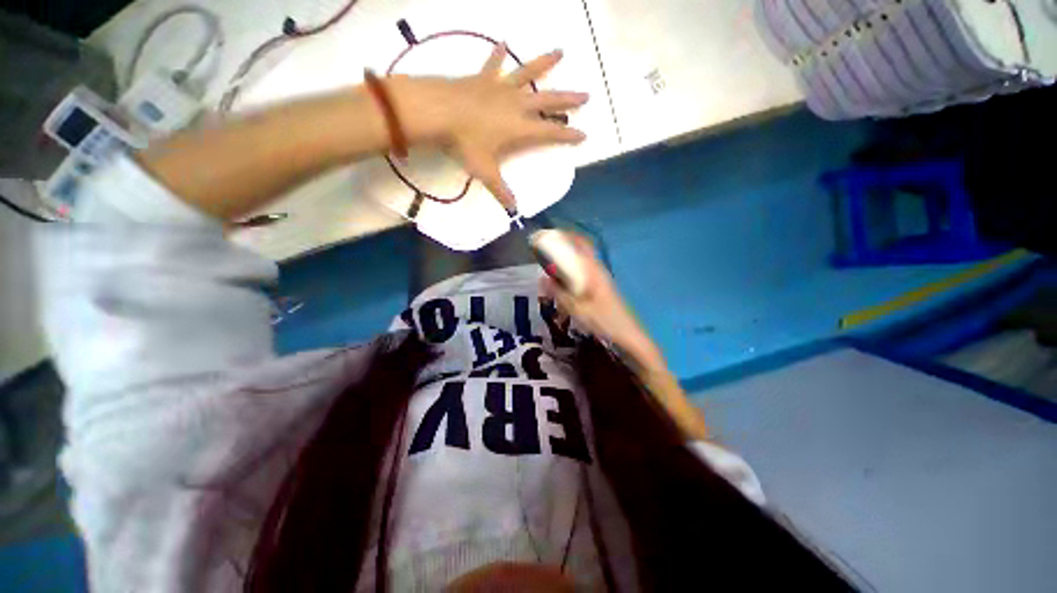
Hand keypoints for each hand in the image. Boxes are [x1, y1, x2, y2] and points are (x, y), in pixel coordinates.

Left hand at [387, 46, 588, 210]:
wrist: (439, 112)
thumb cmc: (466, 143)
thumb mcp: (485, 171)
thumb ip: (501, 191)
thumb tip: (513, 211)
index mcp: (520, 128)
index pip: (551, 132)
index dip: (568, 135)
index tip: (584, 134)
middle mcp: (517, 105)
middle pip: (548, 100)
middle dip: (568, 99)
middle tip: (585, 95)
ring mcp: (501, 88)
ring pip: (528, 73)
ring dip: (545, 63)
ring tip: (560, 52)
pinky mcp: (484, 78)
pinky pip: (494, 63)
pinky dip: (499, 54)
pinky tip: (504, 42)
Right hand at [539, 233, 661, 366]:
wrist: (627, 334)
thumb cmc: (603, 320)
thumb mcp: (577, 308)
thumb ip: (559, 293)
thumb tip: (543, 278)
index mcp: (593, 270)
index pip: (581, 243)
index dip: (566, 236)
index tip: (549, 235)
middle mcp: (598, 270)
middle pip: (580, 251)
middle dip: (563, 248)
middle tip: (546, 254)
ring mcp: (601, 278)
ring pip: (581, 263)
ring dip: (567, 262)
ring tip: (551, 269)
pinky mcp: (602, 288)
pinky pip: (584, 273)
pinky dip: (572, 273)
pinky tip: (565, 285)